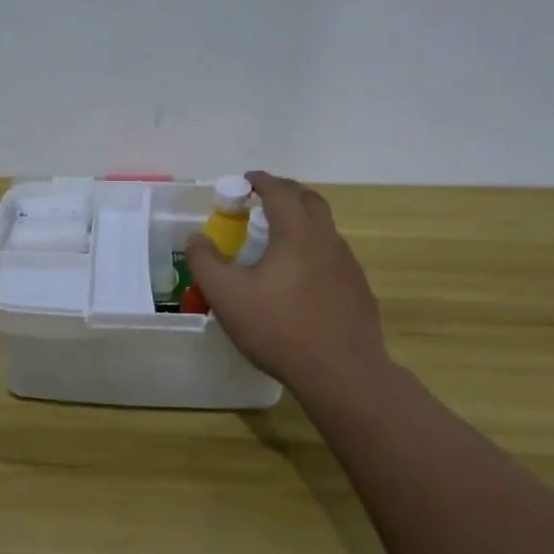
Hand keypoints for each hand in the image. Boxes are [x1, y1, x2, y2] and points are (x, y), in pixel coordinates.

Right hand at [186, 172, 390, 399]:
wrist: (342, 373)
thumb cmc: (279, 329)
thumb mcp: (227, 296)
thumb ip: (205, 262)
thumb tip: (196, 238)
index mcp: (297, 234)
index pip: (280, 192)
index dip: (261, 181)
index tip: (246, 180)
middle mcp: (327, 241)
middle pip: (310, 201)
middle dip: (286, 192)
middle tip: (263, 199)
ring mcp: (348, 266)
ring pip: (325, 229)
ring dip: (302, 221)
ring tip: (279, 238)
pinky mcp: (358, 290)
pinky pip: (333, 257)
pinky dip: (314, 250)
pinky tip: (300, 277)